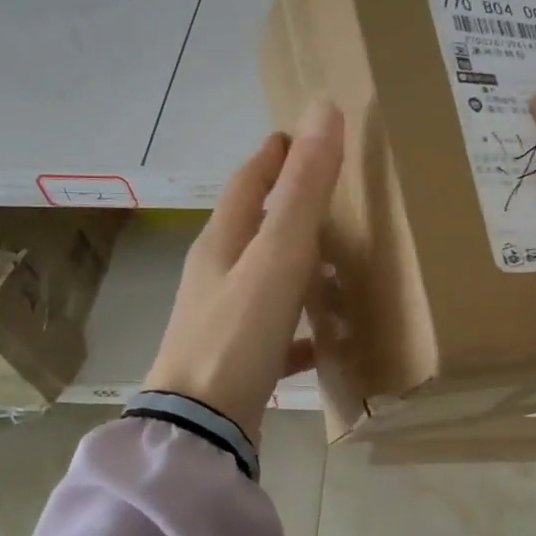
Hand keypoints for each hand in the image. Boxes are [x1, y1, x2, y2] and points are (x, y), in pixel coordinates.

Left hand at [143, 98, 344, 438]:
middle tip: (324, 195)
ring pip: (265, 278)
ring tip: (335, 262)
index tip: (293, 136)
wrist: (200, 426)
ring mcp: (224, 319)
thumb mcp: (277, 255)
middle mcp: (217, 275)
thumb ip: (303, 189)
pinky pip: (276, 331)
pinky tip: (327, 338)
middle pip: (253, 229)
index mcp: (223, 243)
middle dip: (284, 207)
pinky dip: (301, 325)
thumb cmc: (238, 333)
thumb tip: (322, 108)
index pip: (248, 183)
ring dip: (295, 264)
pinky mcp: (237, 359)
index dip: (272, 156)